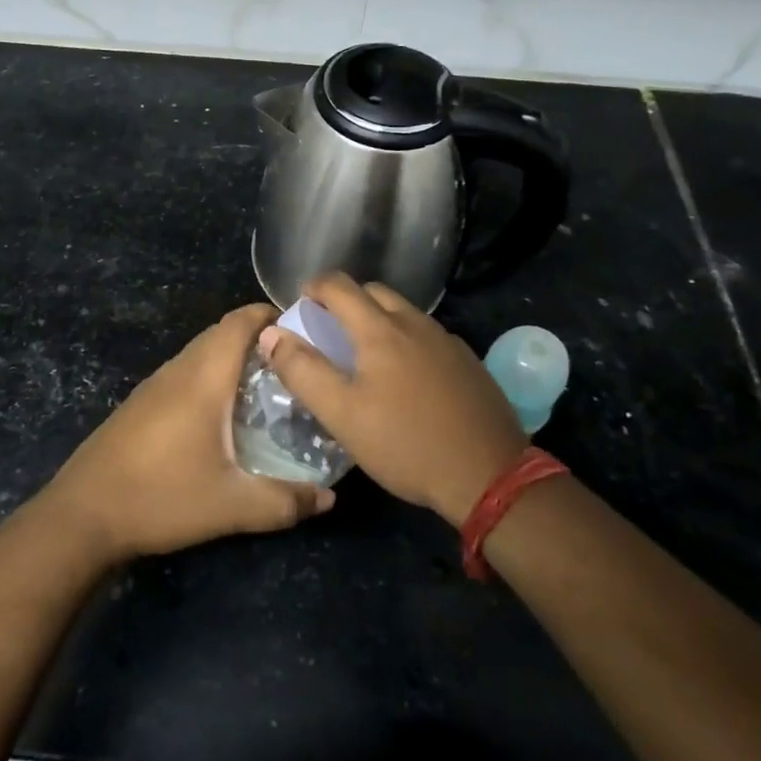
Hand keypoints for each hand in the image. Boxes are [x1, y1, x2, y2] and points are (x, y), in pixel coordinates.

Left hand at [40, 302, 334, 562]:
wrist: (82, 514)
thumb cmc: (161, 497)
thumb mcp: (231, 505)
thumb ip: (285, 501)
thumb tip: (330, 498)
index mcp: (203, 377)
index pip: (239, 322)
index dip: (270, 314)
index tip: (303, 328)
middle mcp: (178, 370)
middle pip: (221, 333)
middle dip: (258, 338)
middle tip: (295, 363)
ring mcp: (155, 385)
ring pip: (200, 353)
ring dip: (233, 357)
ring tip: (268, 386)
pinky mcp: (140, 403)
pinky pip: (185, 373)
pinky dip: (211, 376)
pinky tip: (223, 414)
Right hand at [260, 274, 526, 528]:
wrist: (490, 475)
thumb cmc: (406, 444)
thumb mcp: (342, 415)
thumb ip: (303, 371)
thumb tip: (271, 334)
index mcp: (380, 330)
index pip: (339, 285)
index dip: (314, 287)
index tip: (301, 304)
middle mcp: (415, 323)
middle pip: (374, 292)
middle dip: (346, 300)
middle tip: (329, 329)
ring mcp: (446, 340)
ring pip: (404, 312)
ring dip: (378, 319)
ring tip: (365, 354)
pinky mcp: (468, 362)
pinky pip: (427, 335)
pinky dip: (406, 339)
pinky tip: (407, 377)